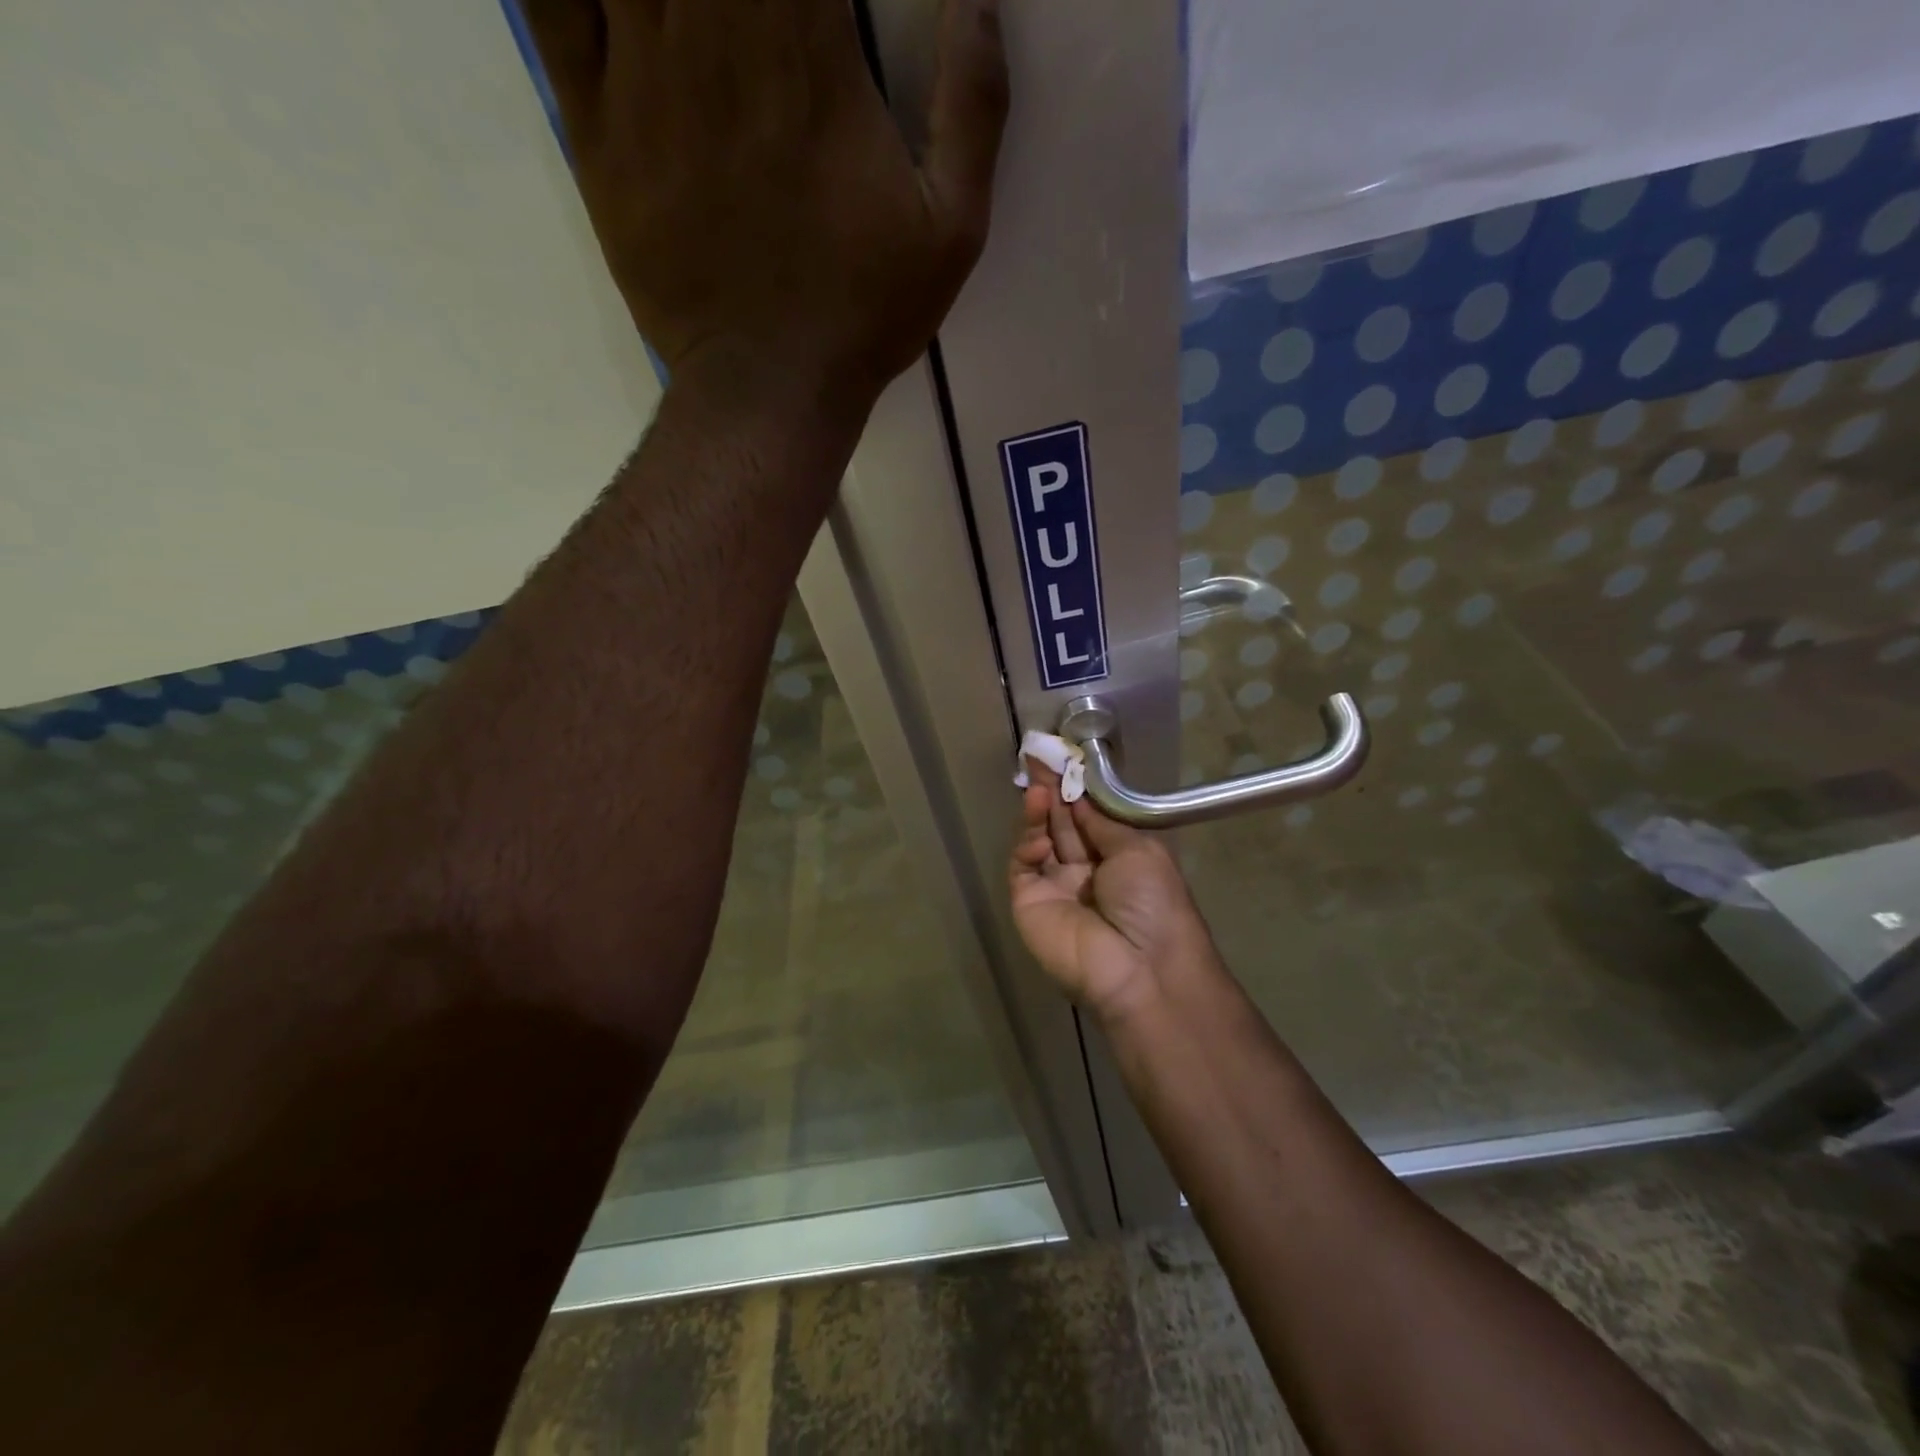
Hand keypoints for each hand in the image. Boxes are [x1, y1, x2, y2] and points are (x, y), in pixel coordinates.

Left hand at [521, 0, 1007, 403]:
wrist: (769, 388)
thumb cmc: (863, 313)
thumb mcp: (952, 229)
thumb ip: (971, 105)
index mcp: (806, 50)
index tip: (820, 2)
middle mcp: (712, 34)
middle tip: (759, 14)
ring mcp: (640, 77)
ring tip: (700, 18)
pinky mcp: (595, 129)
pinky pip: (549, 1)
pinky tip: (620, 6)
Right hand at [1009, 763, 1214, 1023]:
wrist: (1140, 968)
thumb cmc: (1153, 903)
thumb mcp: (1138, 851)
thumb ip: (1101, 822)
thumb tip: (1079, 796)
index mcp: (1116, 858)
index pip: (1086, 816)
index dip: (1074, 789)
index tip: (1061, 759)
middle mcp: (1084, 870)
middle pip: (1060, 823)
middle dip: (1051, 791)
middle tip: (1037, 758)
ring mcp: (1054, 887)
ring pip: (1038, 840)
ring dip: (1038, 813)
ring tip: (1038, 787)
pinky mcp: (1029, 902)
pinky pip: (1022, 866)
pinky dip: (1028, 846)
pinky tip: (1039, 836)